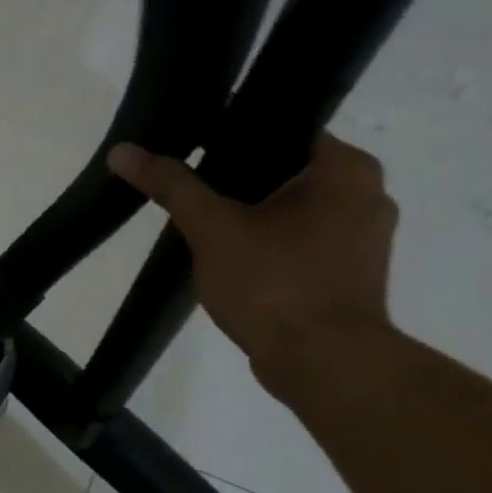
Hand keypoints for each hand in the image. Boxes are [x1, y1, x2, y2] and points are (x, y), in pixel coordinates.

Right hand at [108, 133, 399, 387]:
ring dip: (251, 212)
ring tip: (202, 222)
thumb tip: (124, 151)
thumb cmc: (274, 284)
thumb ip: (172, 186)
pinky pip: (301, 238)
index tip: (189, 147)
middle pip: (285, 169)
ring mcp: (364, 236)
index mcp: (346, 168)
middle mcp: (368, 193)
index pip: (283, 128)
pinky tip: (230, 256)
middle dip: (236, 178)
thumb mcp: (212, 229)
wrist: (323, 363)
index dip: (231, 134)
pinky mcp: (351, 272)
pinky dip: (268, 241)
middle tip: (187, 186)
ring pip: (293, 207)